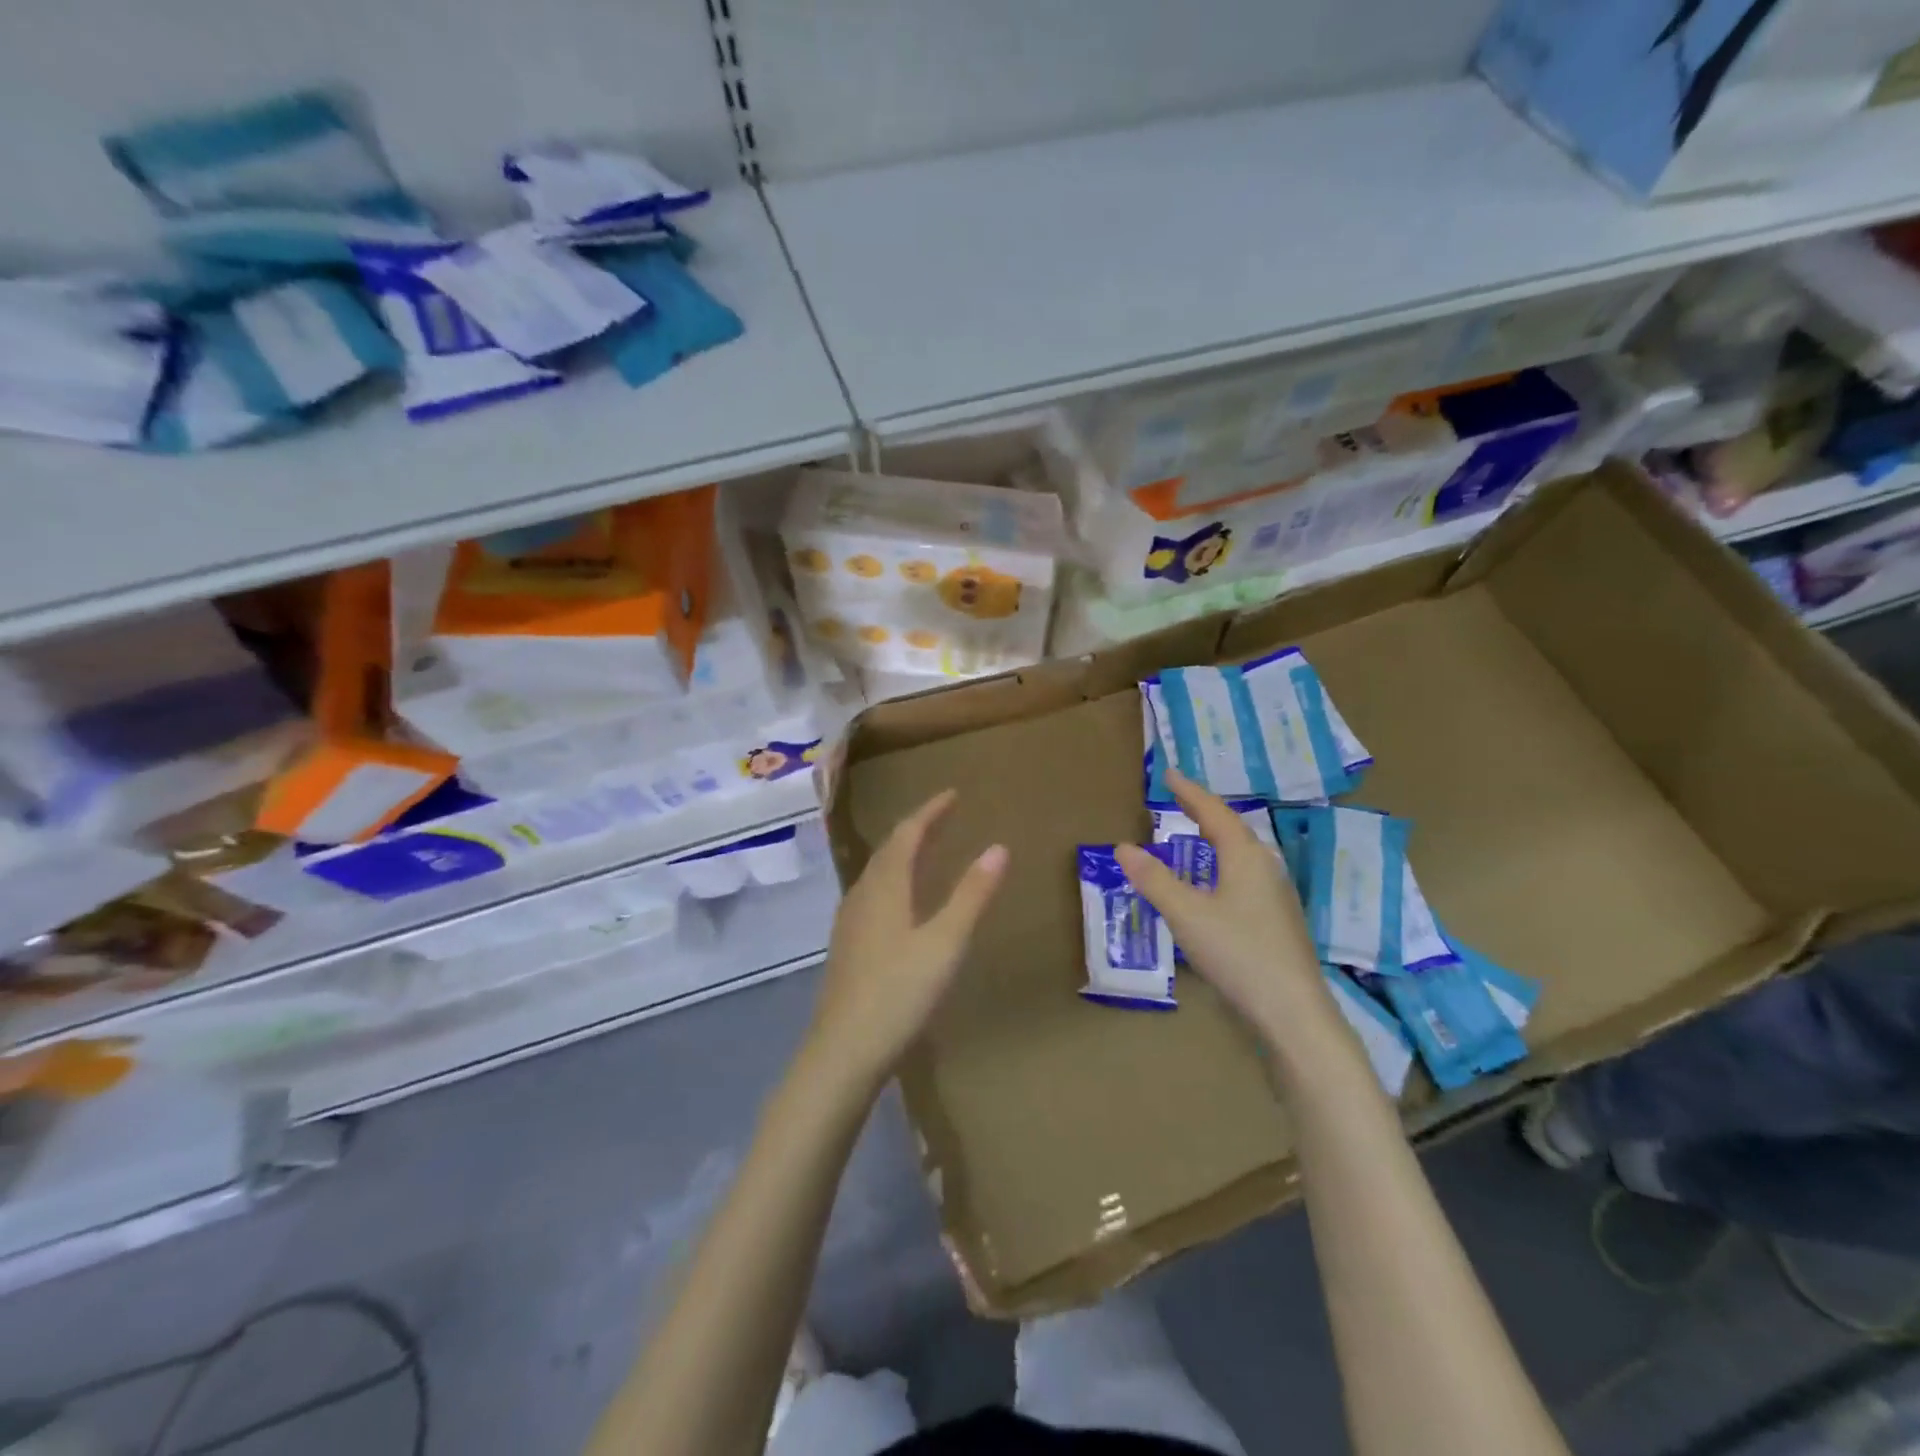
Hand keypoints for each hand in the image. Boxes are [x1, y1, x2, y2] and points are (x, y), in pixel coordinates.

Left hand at [807, 789, 1006, 1089]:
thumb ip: (972, 894)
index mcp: (885, 887)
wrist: (843, 1052)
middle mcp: (862, 895)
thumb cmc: (899, 993)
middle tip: (943, 816)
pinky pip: (872, 894)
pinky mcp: (847, 947)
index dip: (930, 811)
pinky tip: (901, 902)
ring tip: (926, 851)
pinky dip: (893, 880)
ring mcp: (850, 922)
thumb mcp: (946, 943)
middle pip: (888, 849)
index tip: (953, 794)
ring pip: (877, 873)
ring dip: (902, 854)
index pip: (907, 834)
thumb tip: (999, 847)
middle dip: (917, 828)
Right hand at [1115, 772, 1333, 1037]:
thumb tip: (1123, 847)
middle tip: (1179, 799)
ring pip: (1242, 852)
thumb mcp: (1186, 914)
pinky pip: (1246, 873)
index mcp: (1245, 856)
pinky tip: (1215, 882)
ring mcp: (1276, 893)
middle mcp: (1265, 866)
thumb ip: (1154, 880)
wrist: (1293, 1010)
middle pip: (1232, 827)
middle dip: (1204, 811)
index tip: (1169, 774)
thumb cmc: (1238, 953)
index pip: (1213, 812)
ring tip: (1194, 833)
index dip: (1189, 792)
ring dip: (1216, 837)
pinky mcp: (1278, 917)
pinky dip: (1223, 861)